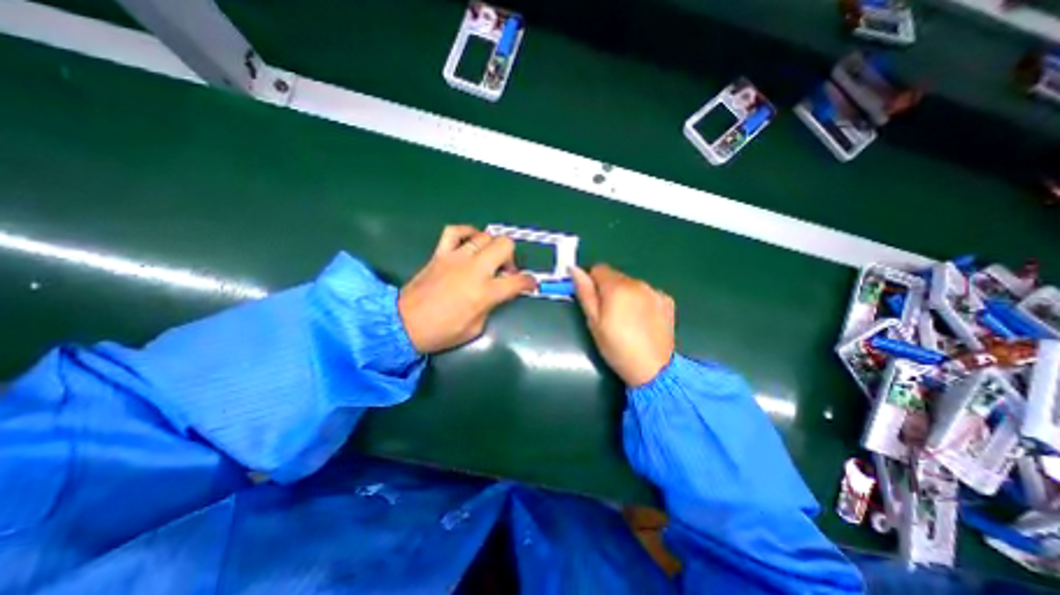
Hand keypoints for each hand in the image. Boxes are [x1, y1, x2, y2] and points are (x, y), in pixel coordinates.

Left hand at [398, 224, 533, 352]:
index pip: (518, 281)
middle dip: (512, 257)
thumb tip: (496, 294)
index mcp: (485, 292)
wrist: (404, 324)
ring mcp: (456, 258)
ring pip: (484, 236)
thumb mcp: (475, 328)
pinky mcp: (440, 253)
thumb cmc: (442, 332)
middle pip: (505, 246)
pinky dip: (467, 232)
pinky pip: (455, 231)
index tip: (530, 284)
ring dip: (492, 247)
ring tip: (488, 259)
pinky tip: (471, 241)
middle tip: (505, 271)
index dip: (529, 282)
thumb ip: (490, 306)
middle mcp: (474, 269)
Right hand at [577, 264, 672, 384]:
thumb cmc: (617, 347)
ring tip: (627, 319)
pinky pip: (647, 293)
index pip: (598, 269)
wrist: (654, 369)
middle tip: (609, 314)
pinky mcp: (667, 301)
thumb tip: (574, 269)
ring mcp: (654, 291)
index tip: (593, 301)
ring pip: (632, 284)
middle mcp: (637, 283)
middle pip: (616, 276)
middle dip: (609, 289)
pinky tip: (643, 320)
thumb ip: (585, 293)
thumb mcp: (594, 322)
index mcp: (616, 287)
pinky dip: (642, 301)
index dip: (591, 282)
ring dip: (626, 294)